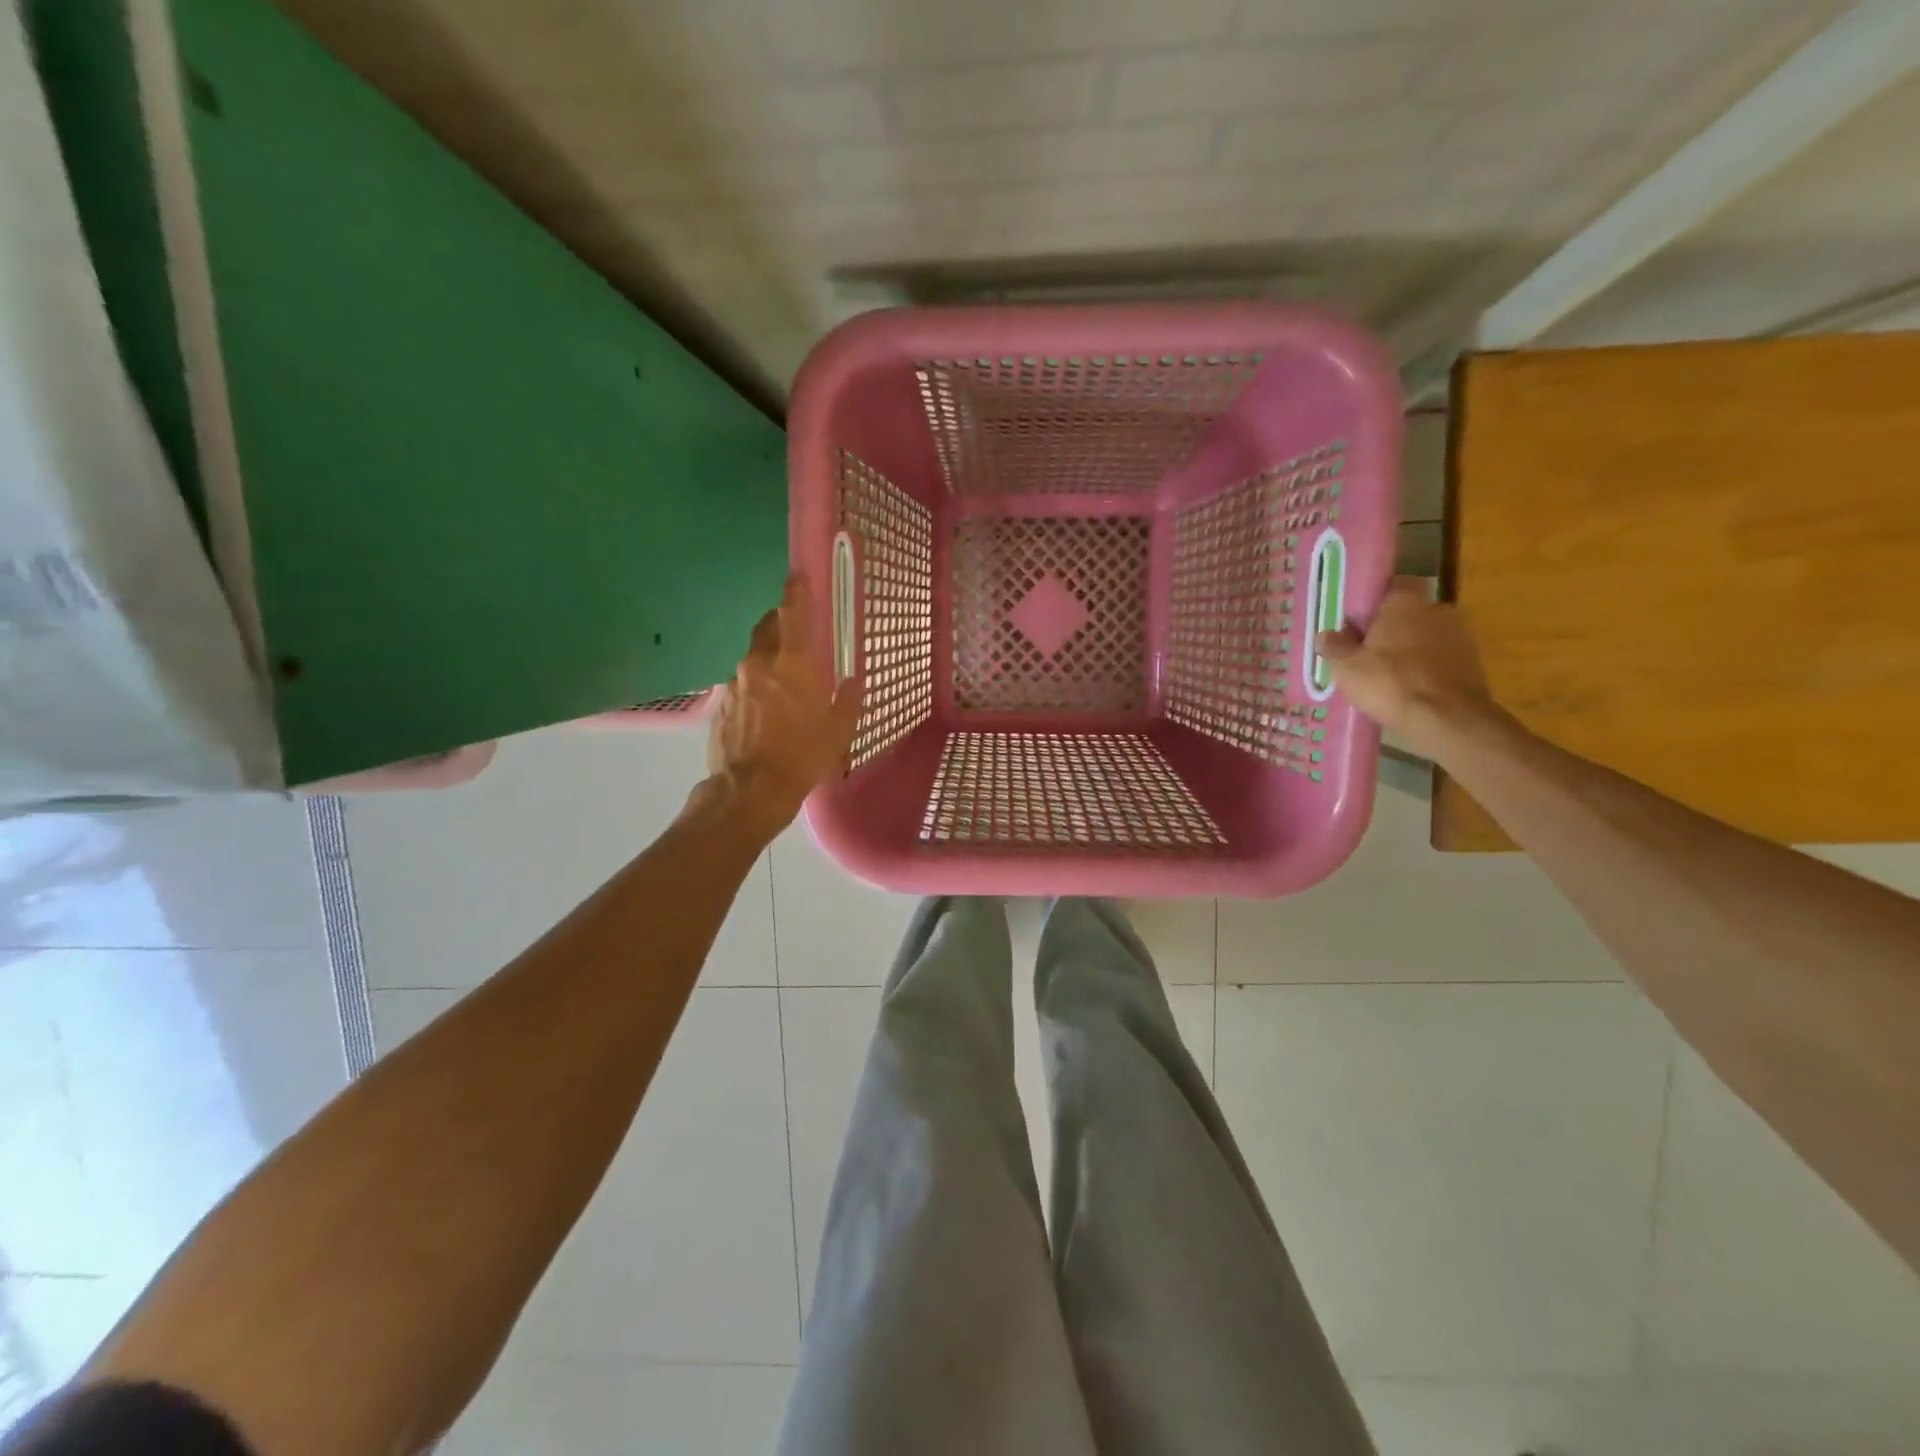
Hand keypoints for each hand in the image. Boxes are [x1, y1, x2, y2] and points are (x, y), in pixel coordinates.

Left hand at [706, 576, 862, 835]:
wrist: (750, 790)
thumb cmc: (803, 756)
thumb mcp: (838, 730)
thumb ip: (847, 699)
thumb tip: (851, 681)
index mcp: (794, 663)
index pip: (794, 613)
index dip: (797, 591)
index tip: (797, 575)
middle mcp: (760, 663)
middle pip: (768, 627)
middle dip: (780, 621)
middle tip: (795, 629)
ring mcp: (736, 682)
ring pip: (753, 656)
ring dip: (768, 658)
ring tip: (782, 679)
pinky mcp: (721, 703)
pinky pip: (742, 683)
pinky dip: (755, 685)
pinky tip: (765, 708)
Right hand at [1316, 577, 1497, 758]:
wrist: (1447, 719)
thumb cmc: (1390, 683)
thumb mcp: (1346, 667)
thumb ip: (1334, 647)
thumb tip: (1326, 635)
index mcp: (1405, 603)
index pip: (1395, 584)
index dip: (1378, 600)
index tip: (1361, 619)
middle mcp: (1438, 609)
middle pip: (1411, 612)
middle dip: (1393, 627)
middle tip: (1369, 651)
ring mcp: (1461, 636)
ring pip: (1428, 636)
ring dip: (1412, 649)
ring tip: (1389, 676)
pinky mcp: (1474, 663)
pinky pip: (1442, 658)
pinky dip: (1428, 669)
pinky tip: (1411, 690)